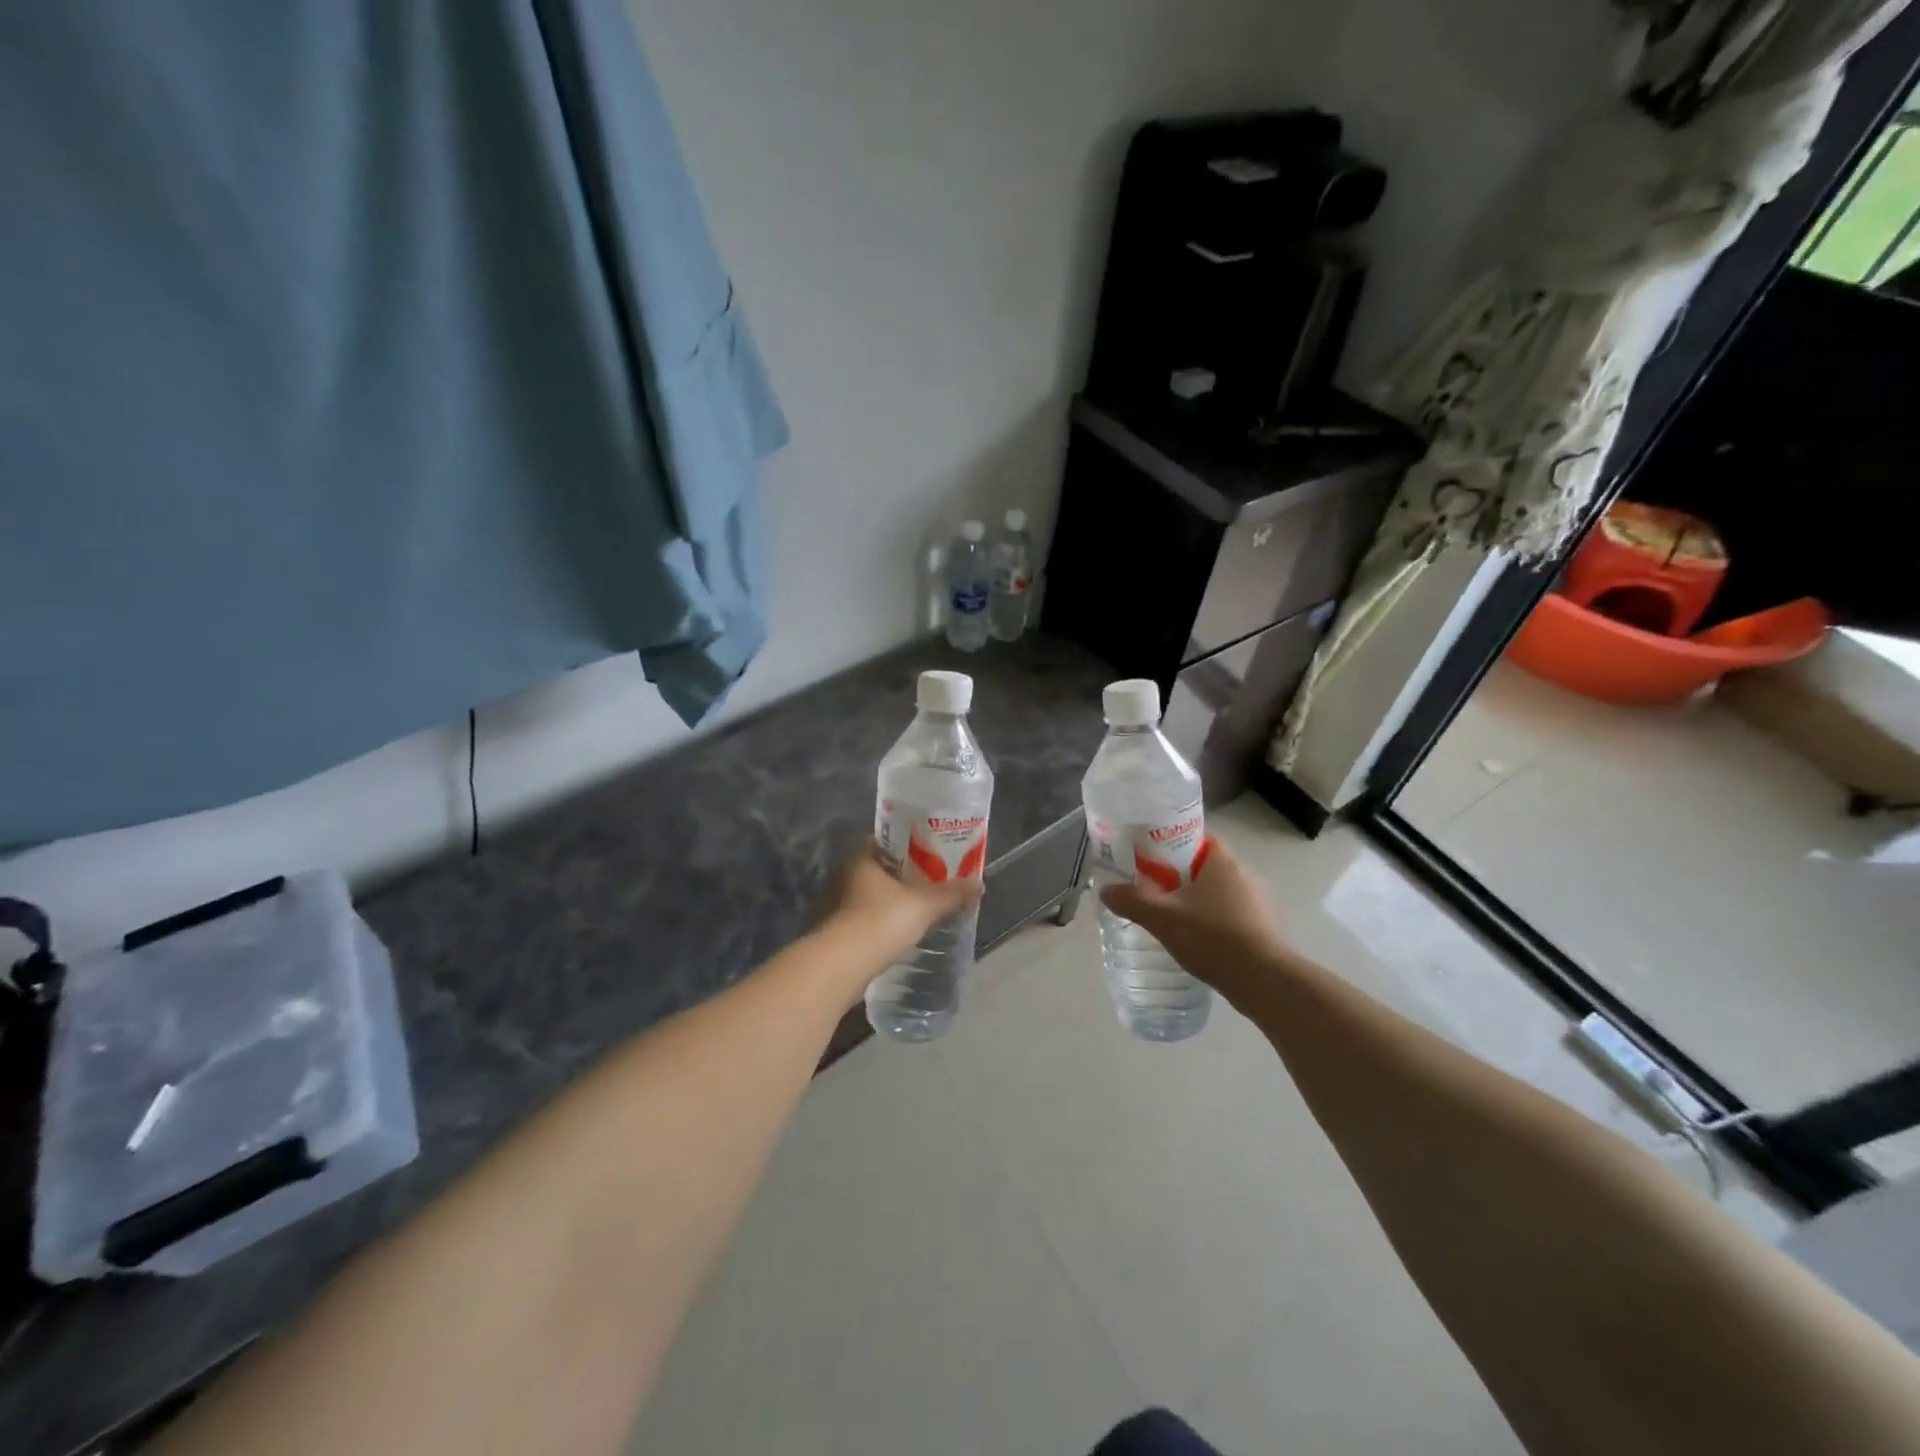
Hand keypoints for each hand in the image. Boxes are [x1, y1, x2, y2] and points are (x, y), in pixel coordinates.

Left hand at [817, 839, 982, 963]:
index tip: (926, 854)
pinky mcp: (829, 932)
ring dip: (884, 903)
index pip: (883, 841)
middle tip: (924, 885)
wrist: (838, 966)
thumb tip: (979, 884)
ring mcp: (831, 905)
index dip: (905, 845)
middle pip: (875, 869)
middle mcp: (841, 876)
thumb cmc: (880, 922)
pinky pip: (856, 921)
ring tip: (911, 913)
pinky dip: (873, 926)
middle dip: (898, 877)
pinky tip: (890, 937)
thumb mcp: (924, 906)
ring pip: (864, 897)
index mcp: (861, 859)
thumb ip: (951, 894)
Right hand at [1099, 836, 1291, 994]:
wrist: (1265, 982)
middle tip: (1155, 894)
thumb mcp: (1162, 917)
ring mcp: (1261, 903)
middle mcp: (1246, 874)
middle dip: (1180, 879)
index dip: (1170, 846)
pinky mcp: (1268, 929)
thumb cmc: (1212, 937)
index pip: (1195, 839)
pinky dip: (1216, 925)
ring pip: (1220, 894)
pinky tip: (1201, 945)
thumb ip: (1131, 900)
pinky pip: (1234, 917)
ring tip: (1175, 923)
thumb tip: (1106, 890)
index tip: (1149, 861)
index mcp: (1223, 861)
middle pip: (1205, 868)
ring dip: (1199, 904)